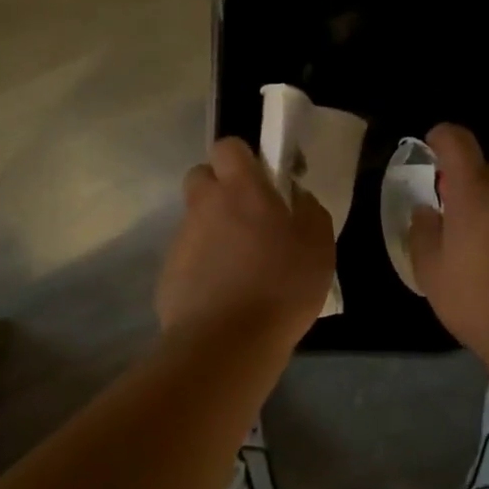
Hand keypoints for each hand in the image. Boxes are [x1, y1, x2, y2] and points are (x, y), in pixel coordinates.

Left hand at [156, 136, 335, 346]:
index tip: (261, 179)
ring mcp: (182, 240)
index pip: (227, 146)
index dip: (242, 157)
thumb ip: (309, 209)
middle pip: (201, 177)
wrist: (228, 342)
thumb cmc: (282, 285)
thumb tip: (296, 196)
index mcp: (240, 189)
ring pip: (195, 219)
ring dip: (214, 230)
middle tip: (248, 217)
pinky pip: (188, 257)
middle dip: (220, 188)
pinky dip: (203, 266)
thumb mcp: (319, 244)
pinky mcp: (168, 274)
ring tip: (241, 265)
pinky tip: (225, 293)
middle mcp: (204, 205)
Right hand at [409, 123, 488, 352]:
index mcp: (475, 189)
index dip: (442, 138)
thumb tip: (427, 210)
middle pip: (488, 172)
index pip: (457, 141)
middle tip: (460, 224)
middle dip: (472, 189)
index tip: (433, 149)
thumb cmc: (474, 297)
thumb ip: (423, 231)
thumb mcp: (430, 270)